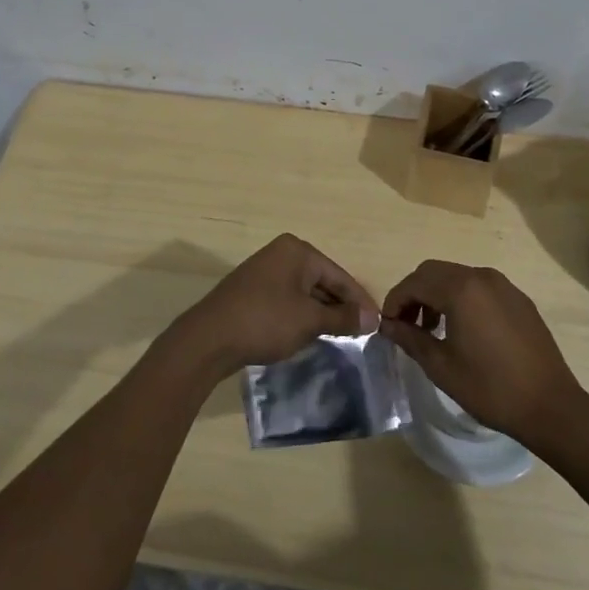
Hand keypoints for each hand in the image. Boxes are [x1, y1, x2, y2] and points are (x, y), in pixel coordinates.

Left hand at [175, 234, 379, 374]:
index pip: (339, 275)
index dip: (360, 301)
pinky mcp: (253, 292)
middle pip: (322, 281)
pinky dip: (302, 315)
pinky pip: (288, 300)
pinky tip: (312, 334)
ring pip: (305, 292)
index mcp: (297, 251)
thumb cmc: (265, 321)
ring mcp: (264, 272)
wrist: (209, 338)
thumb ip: (342, 317)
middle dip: (341, 306)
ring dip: (322, 313)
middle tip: (362, 332)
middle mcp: (281, 254)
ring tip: (342, 336)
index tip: (378, 324)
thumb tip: (373, 318)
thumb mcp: (309, 321)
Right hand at [379, 260, 587, 445]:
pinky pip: (480, 287)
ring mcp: (504, 285)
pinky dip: (461, 298)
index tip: (387, 325)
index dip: (395, 300)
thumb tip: (387, 325)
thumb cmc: (490, 388)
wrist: (550, 406)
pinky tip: (463, 330)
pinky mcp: (518, 298)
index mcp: (461, 290)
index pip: (415, 282)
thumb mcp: (442, 367)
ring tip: (432, 329)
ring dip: (437, 294)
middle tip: (406, 325)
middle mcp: (481, 276)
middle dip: (414, 294)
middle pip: (434, 272)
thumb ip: (410, 339)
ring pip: (457, 276)